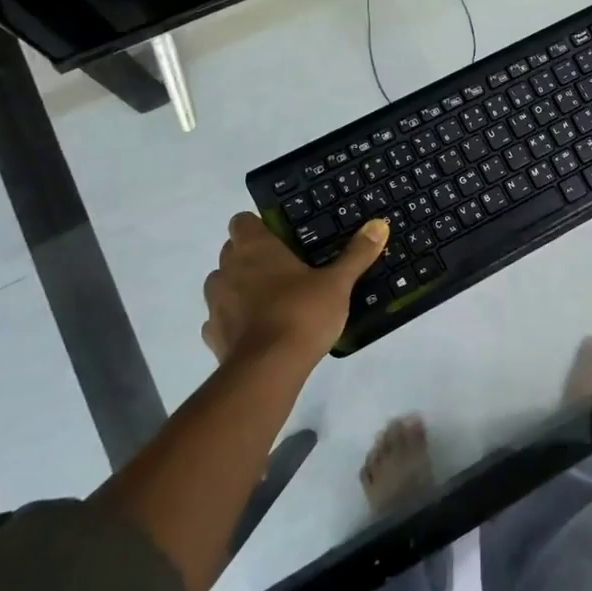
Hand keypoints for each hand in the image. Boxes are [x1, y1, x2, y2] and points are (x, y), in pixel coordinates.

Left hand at [203, 213, 387, 367]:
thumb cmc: (302, 313)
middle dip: (251, 256)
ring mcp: (215, 303)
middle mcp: (228, 269)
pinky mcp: (213, 335)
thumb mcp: (338, 282)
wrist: (267, 370)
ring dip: (239, 286)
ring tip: (271, 299)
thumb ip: (356, 254)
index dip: (259, 226)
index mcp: (255, 248)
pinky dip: (234, 320)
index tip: (281, 238)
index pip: (242, 221)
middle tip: (285, 268)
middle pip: (232, 251)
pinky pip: (220, 318)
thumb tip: (379, 224)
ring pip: (222, 283)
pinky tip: (257, 330)